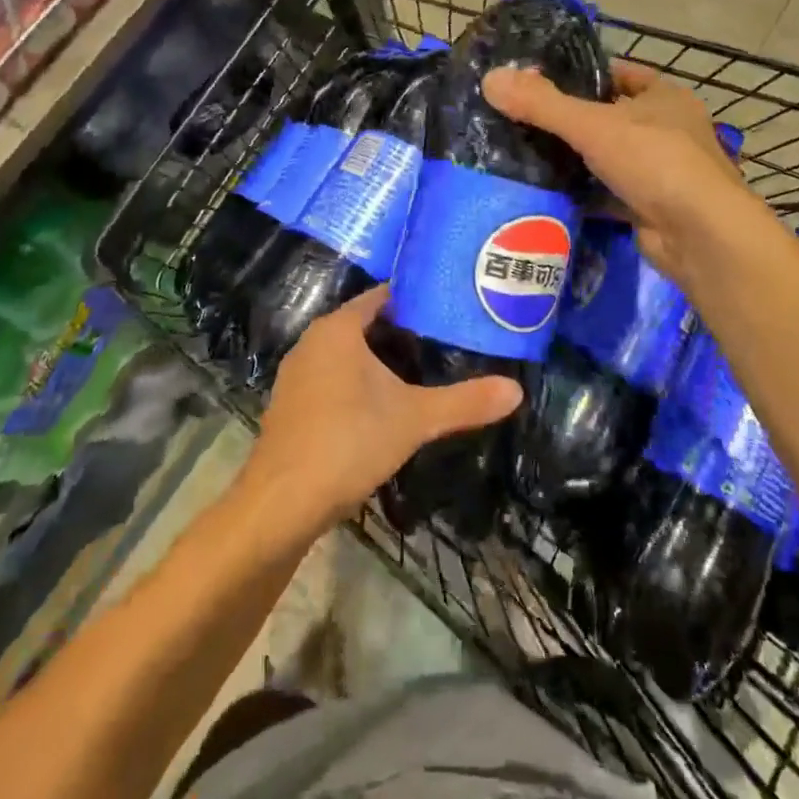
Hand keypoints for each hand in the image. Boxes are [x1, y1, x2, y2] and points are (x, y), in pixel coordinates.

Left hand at [244, 286, 521, 534]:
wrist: (282, 502)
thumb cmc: (348, 442)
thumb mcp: (414, 419)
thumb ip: (465, 402)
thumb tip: (516, 390)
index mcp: (337, 329)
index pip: (382, 296)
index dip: (416, 300)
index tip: (450, 308)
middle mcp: (312, 341)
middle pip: (365, 324)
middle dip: (403, 333)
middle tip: (447, 342)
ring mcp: (297, 374)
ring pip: (347, 354)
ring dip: (379, 361)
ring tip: (423, 372)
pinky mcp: (291, 404)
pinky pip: (332, 378)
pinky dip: (358, 383)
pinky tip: (383, 406)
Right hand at [483, 60, 745, 279]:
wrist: (700, 236)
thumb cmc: (655, 162)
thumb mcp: (594, 125)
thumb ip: (542, 104)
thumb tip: (491, 78)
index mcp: (664, 98)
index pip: (617, 74)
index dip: (581, 75)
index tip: (538, 82)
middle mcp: (666, 130)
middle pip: (609, 118)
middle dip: (570, 121)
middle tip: (520, 120)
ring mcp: (660, 172)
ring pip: (607, 158)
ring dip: (575, 160)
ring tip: (523, 155)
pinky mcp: (648, 207)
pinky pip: (607, 194)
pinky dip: (583, 195)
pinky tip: (547, 193)